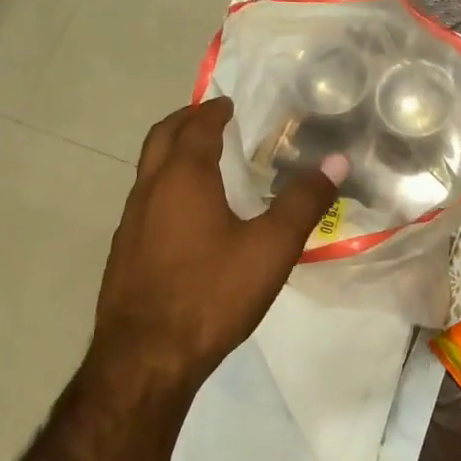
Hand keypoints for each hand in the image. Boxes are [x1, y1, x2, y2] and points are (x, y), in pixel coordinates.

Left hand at [94, 97, 344, 386]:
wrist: (147, 357)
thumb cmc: (212, 294)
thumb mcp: (271, 248)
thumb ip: (303, 202)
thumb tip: (336, 161)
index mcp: (183, 179)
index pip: (196, 128)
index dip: (213, 112)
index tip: (228, 104)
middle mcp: (149, 191)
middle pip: (161, 139)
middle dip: (185, 122)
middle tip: (210, 118)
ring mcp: (130, 224)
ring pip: (149, 172)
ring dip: (172, 155)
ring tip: (203, 164)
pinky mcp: (124, 254)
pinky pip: (145, 203)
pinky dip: (166, 189)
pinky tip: (188, 219)